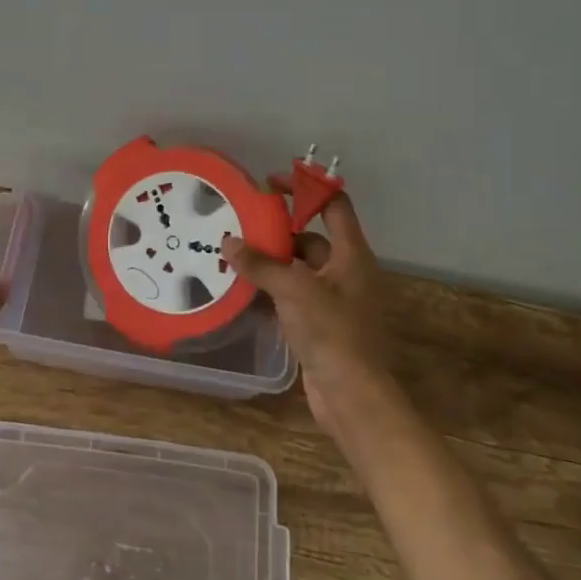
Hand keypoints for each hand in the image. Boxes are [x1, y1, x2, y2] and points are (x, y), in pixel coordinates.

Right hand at [221, 193, 400, 441]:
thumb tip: (229, 243)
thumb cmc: (331, 333)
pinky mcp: (321, 325)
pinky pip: (293, 296)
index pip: (334, 206)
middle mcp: (346, 272)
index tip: (272, 184)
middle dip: (279, 230)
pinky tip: (244, 290)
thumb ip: (261, 265)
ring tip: (234, 254)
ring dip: (271, 262)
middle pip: (311, 238)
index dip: (307, 189)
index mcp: (352, 255)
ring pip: (299, 270)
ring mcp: (334, 300)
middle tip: (242, 224)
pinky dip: (272, 290)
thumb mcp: (294, 290)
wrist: (352, 395)